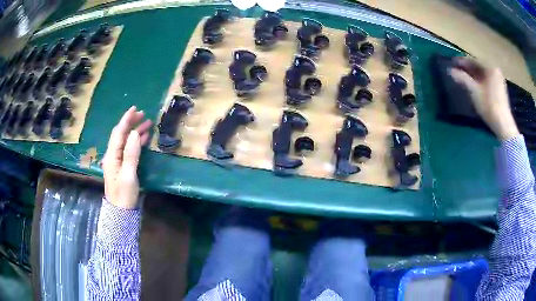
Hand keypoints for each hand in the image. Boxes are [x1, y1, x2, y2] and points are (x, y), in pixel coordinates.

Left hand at [103, 106, 151, 208]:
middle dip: (131, 123)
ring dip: (135, 132)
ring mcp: (117, 161)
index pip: (118, 133)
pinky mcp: (122, 166)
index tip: (135, 109)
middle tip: (143, 115)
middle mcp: (112, 155)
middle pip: (121, 135)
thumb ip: (131, 154)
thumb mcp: (128, 175)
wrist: (121, 212)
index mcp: (112, 156)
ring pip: (125, 141)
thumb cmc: (124, 195)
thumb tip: (134, 133)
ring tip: (147, 124)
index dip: (126, 120)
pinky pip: (128, 149)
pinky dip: (135, 142)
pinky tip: (143, 139)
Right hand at [449, 57, 518, 140]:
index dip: (462, 61)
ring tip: (464, 78)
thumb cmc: (488, 105)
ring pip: (483, 74)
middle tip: (457, 70)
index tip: (452, 62)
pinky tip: (475, 85)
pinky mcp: (500, 89)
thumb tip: (450, 70)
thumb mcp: (474, 91)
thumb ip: (462, 78)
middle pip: (479, 66)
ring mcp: (499, 80)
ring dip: (474, 75)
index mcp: (489, 67)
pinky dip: (480, 80)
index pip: (473, 60)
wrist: (503, 124)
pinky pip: (488, 80)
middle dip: (468, 68)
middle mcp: (495, 70)